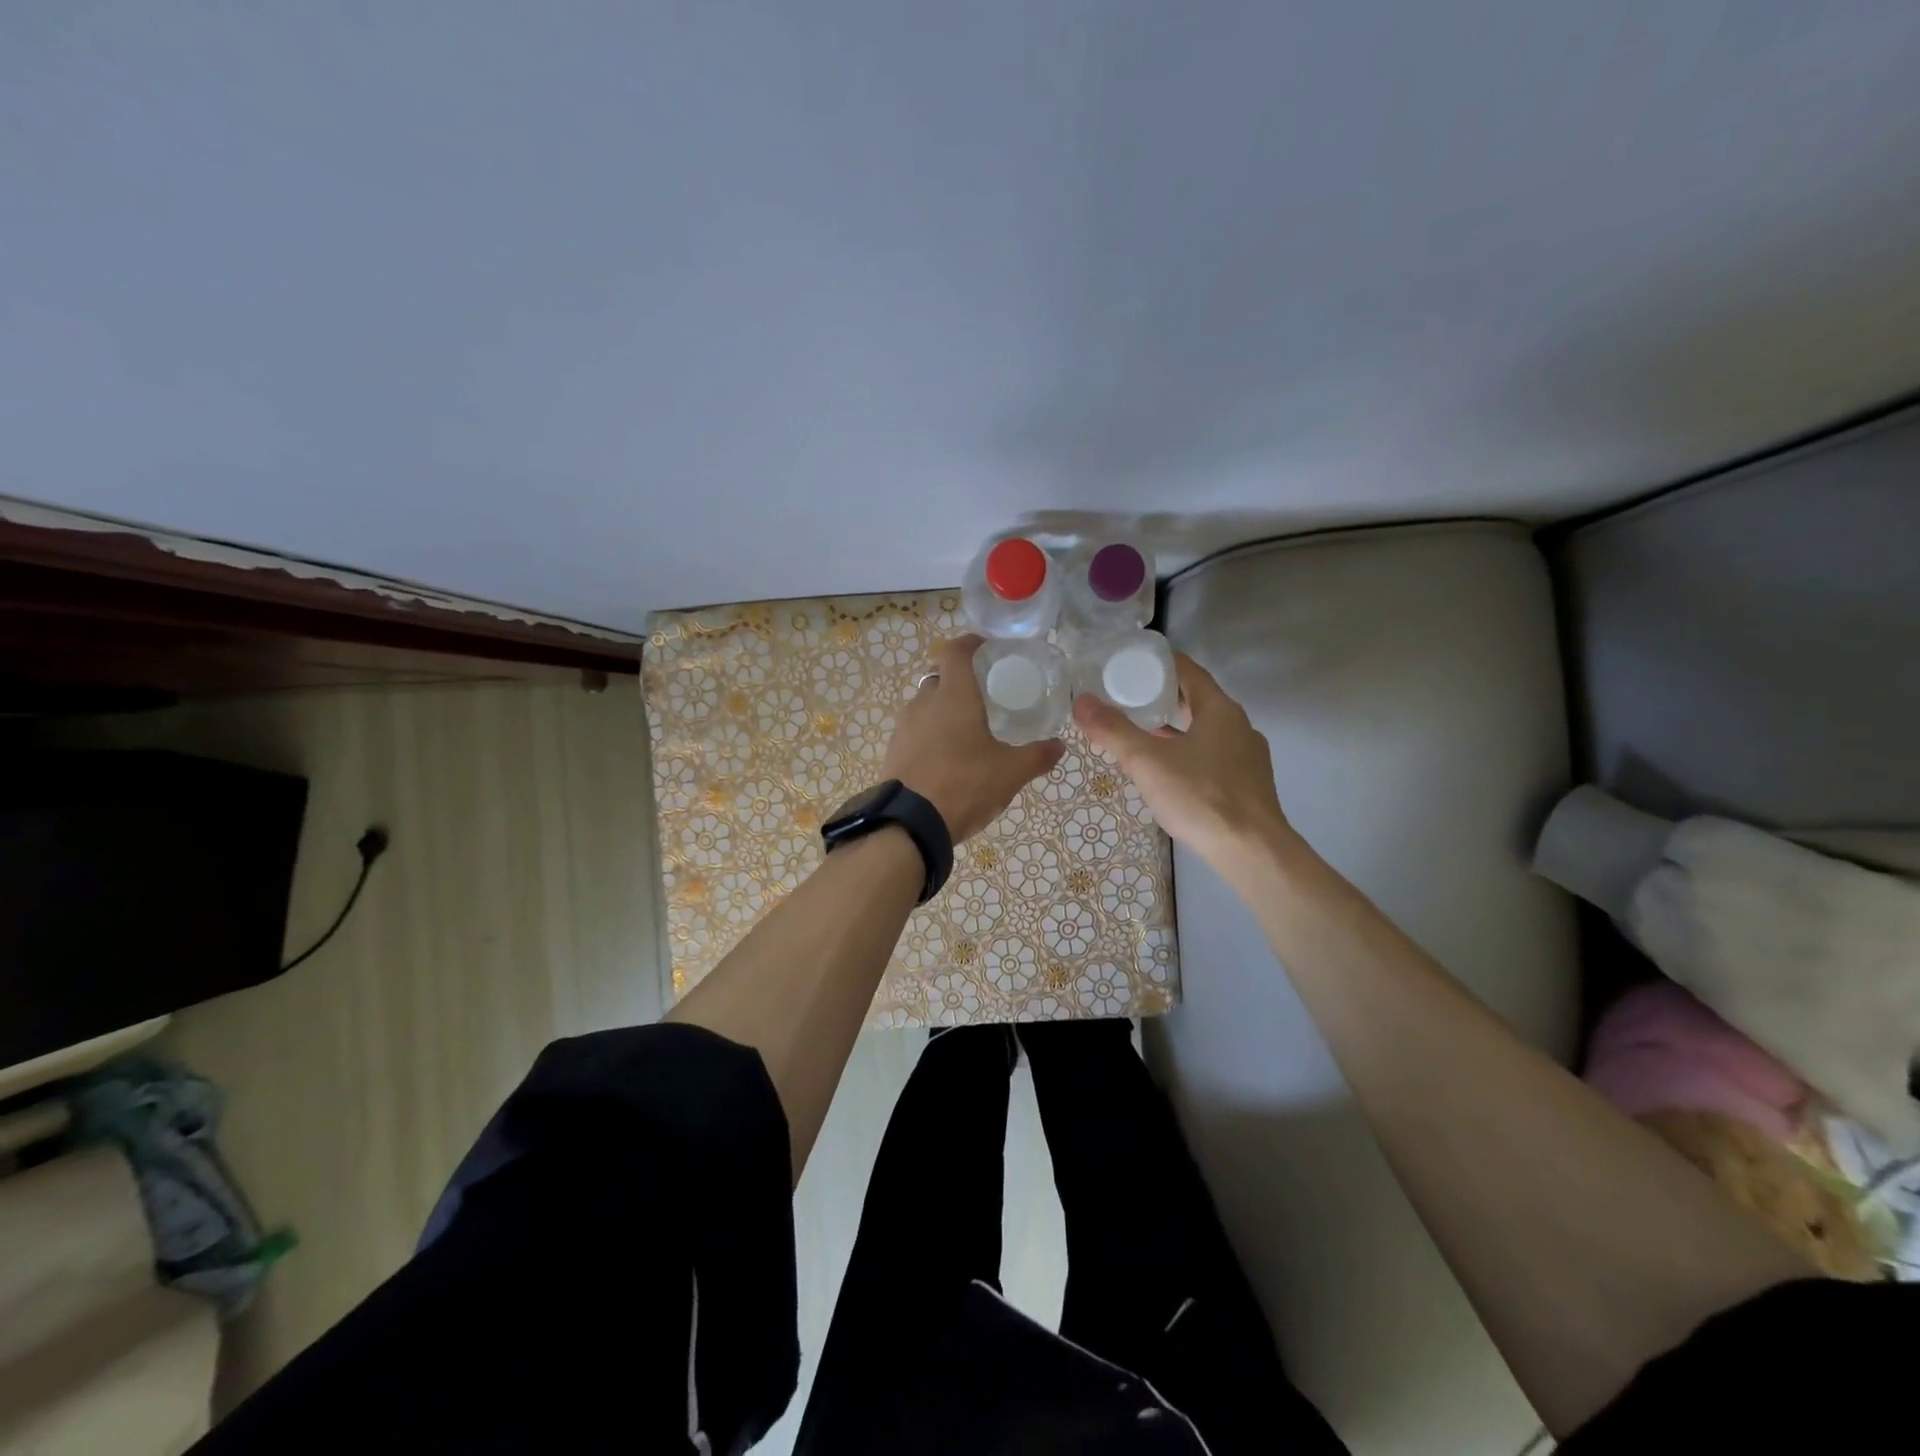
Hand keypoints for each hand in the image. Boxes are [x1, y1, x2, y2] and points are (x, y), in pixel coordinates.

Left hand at [882, 634, 1064, 842]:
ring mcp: (903, 728)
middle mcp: (924, 703)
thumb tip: (1059, 746)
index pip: (956, 652)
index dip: (970, 643)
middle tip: (983, 696)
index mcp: (953, 695)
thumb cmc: (964, 784)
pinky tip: (946, 758)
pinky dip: (930, 735)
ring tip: (966, 730)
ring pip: (925, 706)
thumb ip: (1037, 756)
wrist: (909, 823)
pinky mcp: (893, 752)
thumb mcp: (1010, 772)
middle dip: (959, 682)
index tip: (986, 647)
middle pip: (939, 679)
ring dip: (943, 711)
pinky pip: (915, 732)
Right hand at [1072, 652, 1293, 865]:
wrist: (1252, 851)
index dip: (1158, 663)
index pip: (1188, 670)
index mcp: (1219, 709)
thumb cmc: (1200, 796)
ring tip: (1142, 734)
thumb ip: (1113, 730)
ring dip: (1176, 728)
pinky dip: (1189, 753)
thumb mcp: (1147, 761)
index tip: (1129, 664)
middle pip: (1197, 699)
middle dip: (1163, 697)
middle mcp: (1239, 726)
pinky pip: (1213, 756)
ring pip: (1206, 730)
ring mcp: (1247, 756)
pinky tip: (1170, 771)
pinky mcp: (1248, 784)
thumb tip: (1081, 702)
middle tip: (1127, 699)